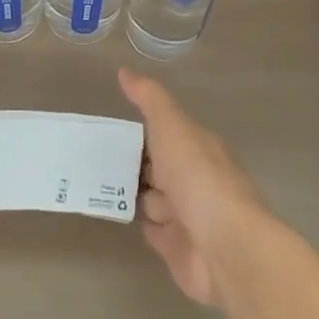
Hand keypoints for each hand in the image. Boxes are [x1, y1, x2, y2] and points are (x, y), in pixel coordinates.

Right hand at [119, 68, 268, 304]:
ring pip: (153, 199)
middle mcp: (194, 179)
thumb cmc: (198, 178)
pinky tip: (118, 215)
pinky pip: (153, 231)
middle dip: (133, 163)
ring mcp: (187, 215)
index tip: (109, 128)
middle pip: (159, 167)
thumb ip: (149, 99)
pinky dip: (141, 223)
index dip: (142, 130)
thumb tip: (124, 71)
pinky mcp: (177, 248)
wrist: (225, 246)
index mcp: (198, 147)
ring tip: (96, 185)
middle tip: (93, 157)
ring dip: (134, 194)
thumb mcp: (172, 126)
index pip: (167, 133)